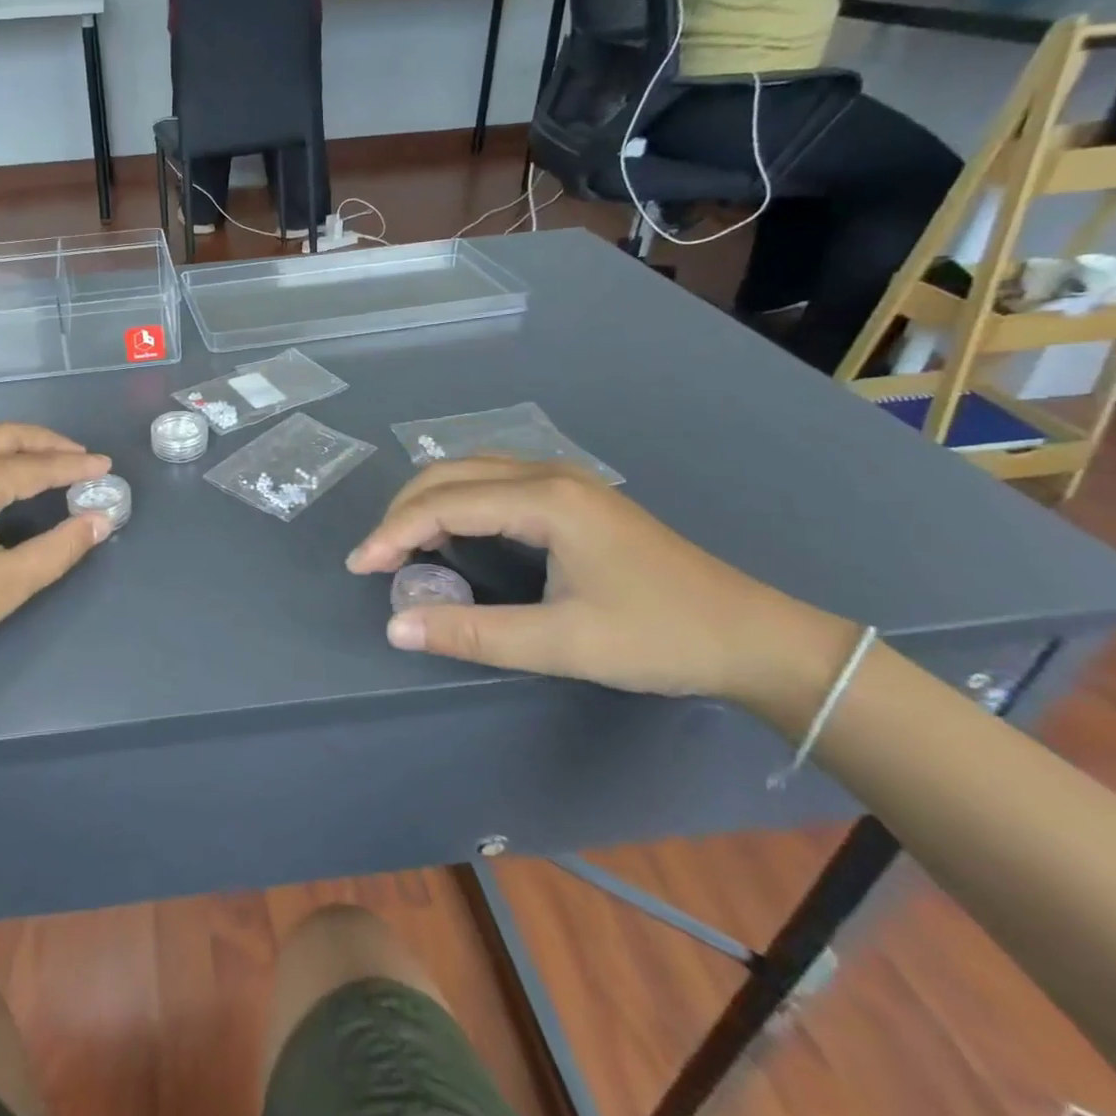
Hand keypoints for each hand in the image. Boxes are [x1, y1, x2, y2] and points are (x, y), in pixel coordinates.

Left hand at [0, 424, 112, 730]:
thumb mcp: (6, 587)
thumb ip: (59, 549)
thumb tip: (100, 520)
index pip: (37, 466)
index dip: (75, 466)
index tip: (106, 466)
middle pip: (5, 436)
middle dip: (47, 443)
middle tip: (79, 457)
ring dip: (9, 441)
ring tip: (34, 459)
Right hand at [345, 458, 856, 710]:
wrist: (755, 637)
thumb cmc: (659, 637)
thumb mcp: (562, 645)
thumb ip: (473, 633)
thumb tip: (395, 627)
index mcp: (545, 500)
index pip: (444, 503)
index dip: (394, 533)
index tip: (360, 567)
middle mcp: (548, 474)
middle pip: (450, 473)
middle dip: (403, 511)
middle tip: (378, 558)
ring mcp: (565, 480)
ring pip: (471, 471)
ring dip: (429, 501)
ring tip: (405, 545)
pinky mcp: (574, 496)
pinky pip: (494, 481)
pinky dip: (458, 501)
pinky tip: (455, 531)